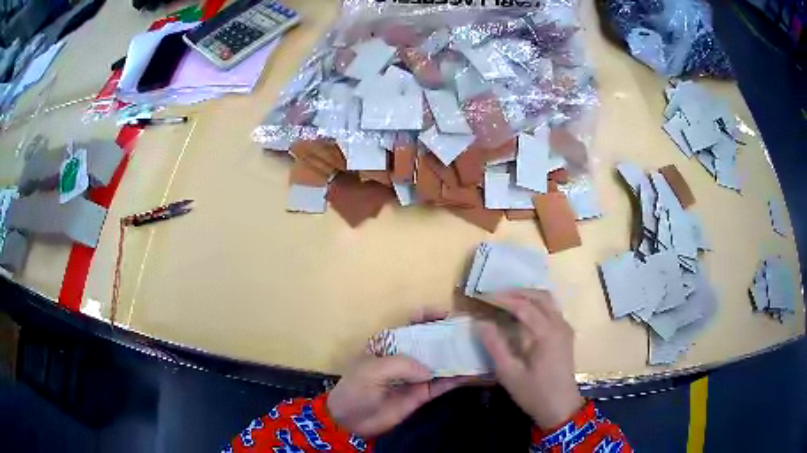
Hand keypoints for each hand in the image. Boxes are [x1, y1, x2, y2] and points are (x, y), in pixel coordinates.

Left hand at [327, 308, 466, 436]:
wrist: (350, 420)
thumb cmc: (356, 389)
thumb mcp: (373, 370)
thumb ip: (402, 365)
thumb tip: (429, 370)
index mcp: (389, 344)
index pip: (411, 324)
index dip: (428, 316)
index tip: (447, 313)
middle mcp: (406, 357)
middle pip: (430, 342)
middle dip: (449, 335)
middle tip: (471, 332)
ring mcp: (415, 377)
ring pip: (440, 363)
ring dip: (456, 358)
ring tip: (478, 351)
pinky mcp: (421, 395)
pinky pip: (441, 385)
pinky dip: (455, 379)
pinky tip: (471, 374)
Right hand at [476, 290, 583, 429]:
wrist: (561, 407)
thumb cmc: (534, 392)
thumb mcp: (509, 373)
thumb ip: (495, 345)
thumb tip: (480, 322)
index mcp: (547, 333)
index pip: (523, 306)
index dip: (503, 299)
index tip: (483, 296)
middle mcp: (559, 324)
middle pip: (540, 296)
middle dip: (517, 292)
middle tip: (495, 295)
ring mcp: (565, 328)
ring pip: (548, 301)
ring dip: (527, 296)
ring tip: (506, 300)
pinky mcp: (565, 334)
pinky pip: (551, 309)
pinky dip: (536, 305)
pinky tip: (523, 313)